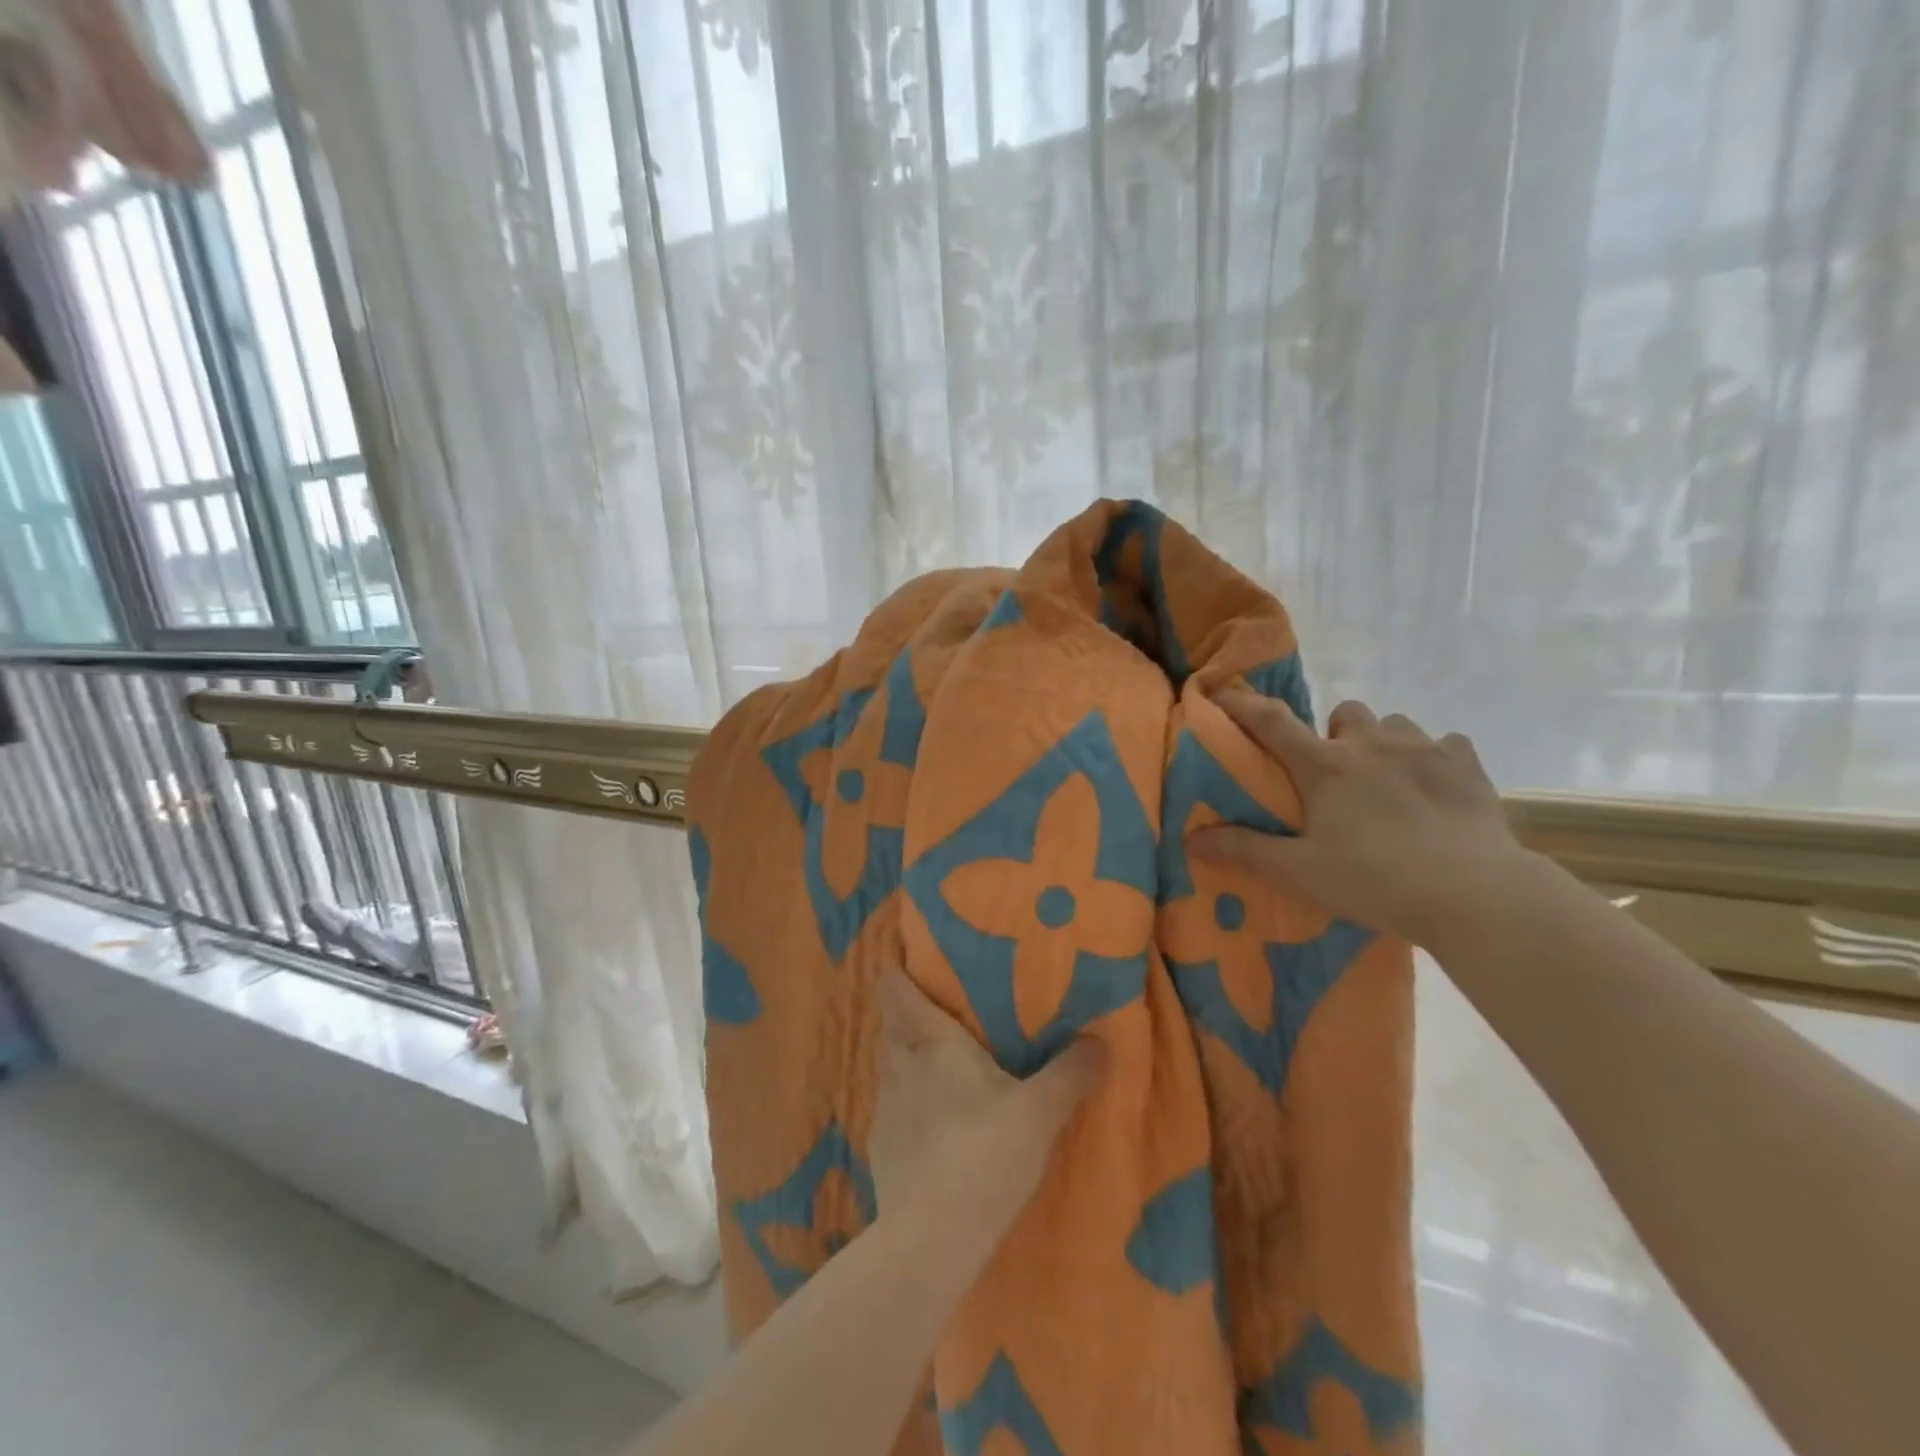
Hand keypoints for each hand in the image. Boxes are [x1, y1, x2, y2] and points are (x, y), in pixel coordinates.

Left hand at [870, 973, 1103, 1239]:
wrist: (931, 1241)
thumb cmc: (984, 1154)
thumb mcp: (1039, 1112)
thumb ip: (1070, 1073)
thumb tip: (1100, 1040)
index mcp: (932, 1042)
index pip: (896, 990)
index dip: (898, 972)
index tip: (912, 962)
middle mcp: (900, 1066)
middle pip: (893, 1026)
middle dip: (911, 1018)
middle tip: (945, 1018)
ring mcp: (885, 1110)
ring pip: (893, 1069)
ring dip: (911, 1064)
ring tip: (942, 1072)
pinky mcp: (881, 1150)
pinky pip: (895, 1111)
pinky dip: (910, 1108)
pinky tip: (935, 1130)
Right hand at [1188, 691, 1528, 946]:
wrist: (1475, 895)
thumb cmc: (1377, 880)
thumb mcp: (1300, 872)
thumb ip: (1244, 850)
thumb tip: (1190, 838)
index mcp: (1325, 766)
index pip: (1271, 722)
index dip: (1242, 704)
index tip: (1222, 693)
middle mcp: (1371, 744)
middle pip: (1344, 712)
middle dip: (1334, 733)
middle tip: (1335, 773)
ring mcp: (1424, 749)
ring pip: (1394, 724)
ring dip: (1382, 742)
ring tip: (1386, 780)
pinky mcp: (1468, 765)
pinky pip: (1445, 743)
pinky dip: (1433, 757)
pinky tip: (1433, 787)